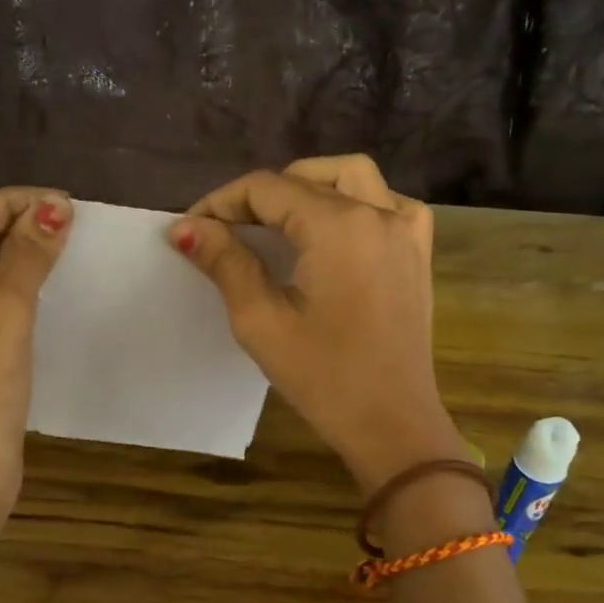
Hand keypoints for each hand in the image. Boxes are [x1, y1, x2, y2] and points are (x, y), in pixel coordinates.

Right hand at [168, 155, 462, 488]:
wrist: (394, 425)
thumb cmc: (324, 378)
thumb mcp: (261, 321)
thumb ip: (225, 263)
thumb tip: (185, 227)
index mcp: (338, 226)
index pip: (267, 189)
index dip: (222, 202)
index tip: (191, 228)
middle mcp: (378, 213)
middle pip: (307, 178)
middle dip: (259, 196)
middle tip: (226, 229)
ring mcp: (407, 230)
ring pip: (352, 177)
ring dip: (308, 186)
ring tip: (275, 219)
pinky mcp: (418, 253)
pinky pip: (387, 203)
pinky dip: (354, 202)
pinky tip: (334, 231)